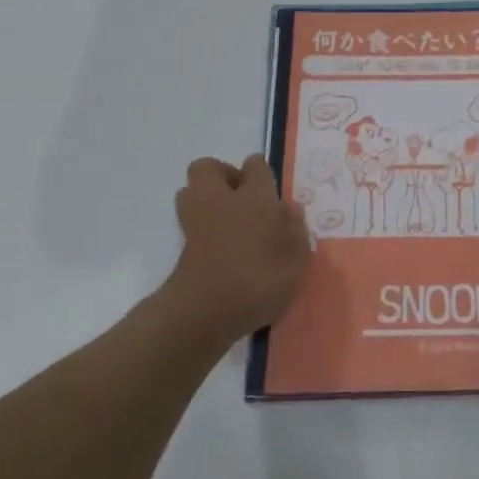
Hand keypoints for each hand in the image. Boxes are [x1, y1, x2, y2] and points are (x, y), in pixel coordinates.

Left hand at [163, 155, 309, 346]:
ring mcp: (196, 221)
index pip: (255, 165)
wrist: (205, 313)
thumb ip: (295, 230)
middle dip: (222, 175)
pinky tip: (221, 246)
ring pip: (191, 191)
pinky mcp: (182, 246)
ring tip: (229, 220)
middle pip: (207, 168)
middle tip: (242, 197)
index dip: (260, 171)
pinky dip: (201, 226)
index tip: (269, 186)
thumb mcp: (297, 257)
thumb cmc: (260, 279)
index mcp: (255, 197)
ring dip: (206, 198)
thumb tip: (288, 209)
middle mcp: (221, 200)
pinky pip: (190, 221)